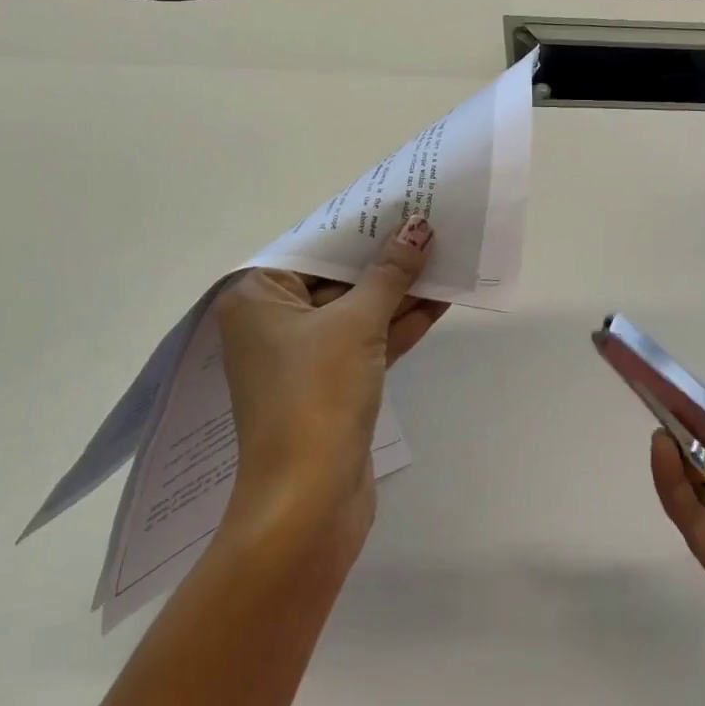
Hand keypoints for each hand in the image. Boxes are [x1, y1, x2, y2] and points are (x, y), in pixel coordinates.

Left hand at [217, 218, 444, 557]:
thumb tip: (417, 228)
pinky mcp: (332, 386)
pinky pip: (367, 342)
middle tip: (431, 226)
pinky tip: (440, 301)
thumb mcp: (355, 323)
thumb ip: (388, 274)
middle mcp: (273, 323)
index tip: (399, 203)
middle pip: (336, 277)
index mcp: (257, 298)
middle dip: (385, 258)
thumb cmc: (316, 395)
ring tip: (446, 257)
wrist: (309, 501)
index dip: (359, 226)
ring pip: (357, 311)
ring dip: (399, 291)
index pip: (312, 248)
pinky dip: (399, 325)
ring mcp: (304, 357)